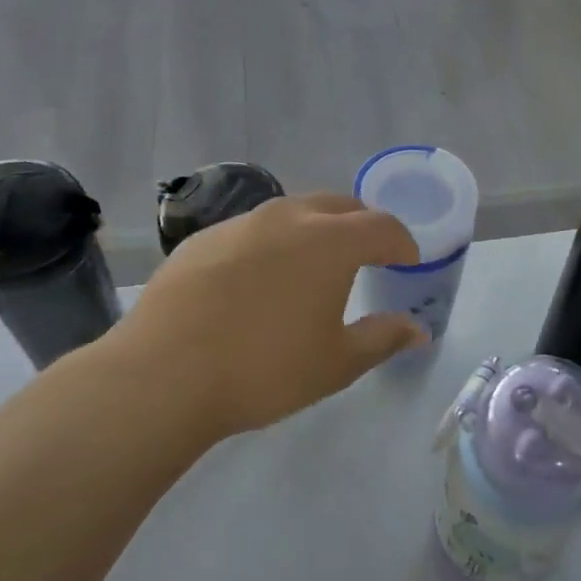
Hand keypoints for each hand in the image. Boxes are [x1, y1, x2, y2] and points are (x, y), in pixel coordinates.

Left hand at [94, 193, 426, 438]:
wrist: (163, 375)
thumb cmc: (265, 369)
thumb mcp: (336, 363)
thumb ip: (382, 339)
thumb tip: (418, 330)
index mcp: (330, 242)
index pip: (382, 226)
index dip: (402, 242)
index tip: (408, 261)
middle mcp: (288, 218)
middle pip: (340, 205)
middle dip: (362, 225)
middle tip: (368, 254)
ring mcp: (241, 223)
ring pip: (293, 212)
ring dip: (316, 229)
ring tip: (314, 263)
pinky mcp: (203, 239)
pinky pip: (253, 230)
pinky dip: (272, 244)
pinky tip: (259, 280)